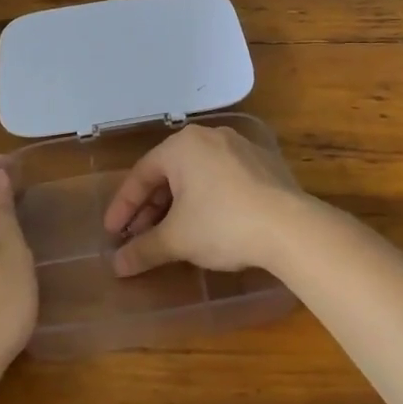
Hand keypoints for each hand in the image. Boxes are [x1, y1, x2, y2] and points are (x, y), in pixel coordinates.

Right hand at [101, 123, 328, 277]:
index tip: (112, 234)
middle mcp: (209, 137)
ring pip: (196, 175)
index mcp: (182, 145)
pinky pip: (221, 178)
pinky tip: (206, 225)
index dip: (123, 207)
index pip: (141, 174)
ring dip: (177, 205)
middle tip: (139, 237)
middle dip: (151, 208)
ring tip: (170, 234)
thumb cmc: (223, 224)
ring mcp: (239, 147)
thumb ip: (143, 250)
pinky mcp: (262, 163)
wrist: (290, 227)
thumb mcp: (177, 239)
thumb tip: (117, 266)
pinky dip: (205, 199)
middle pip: (169, 173)